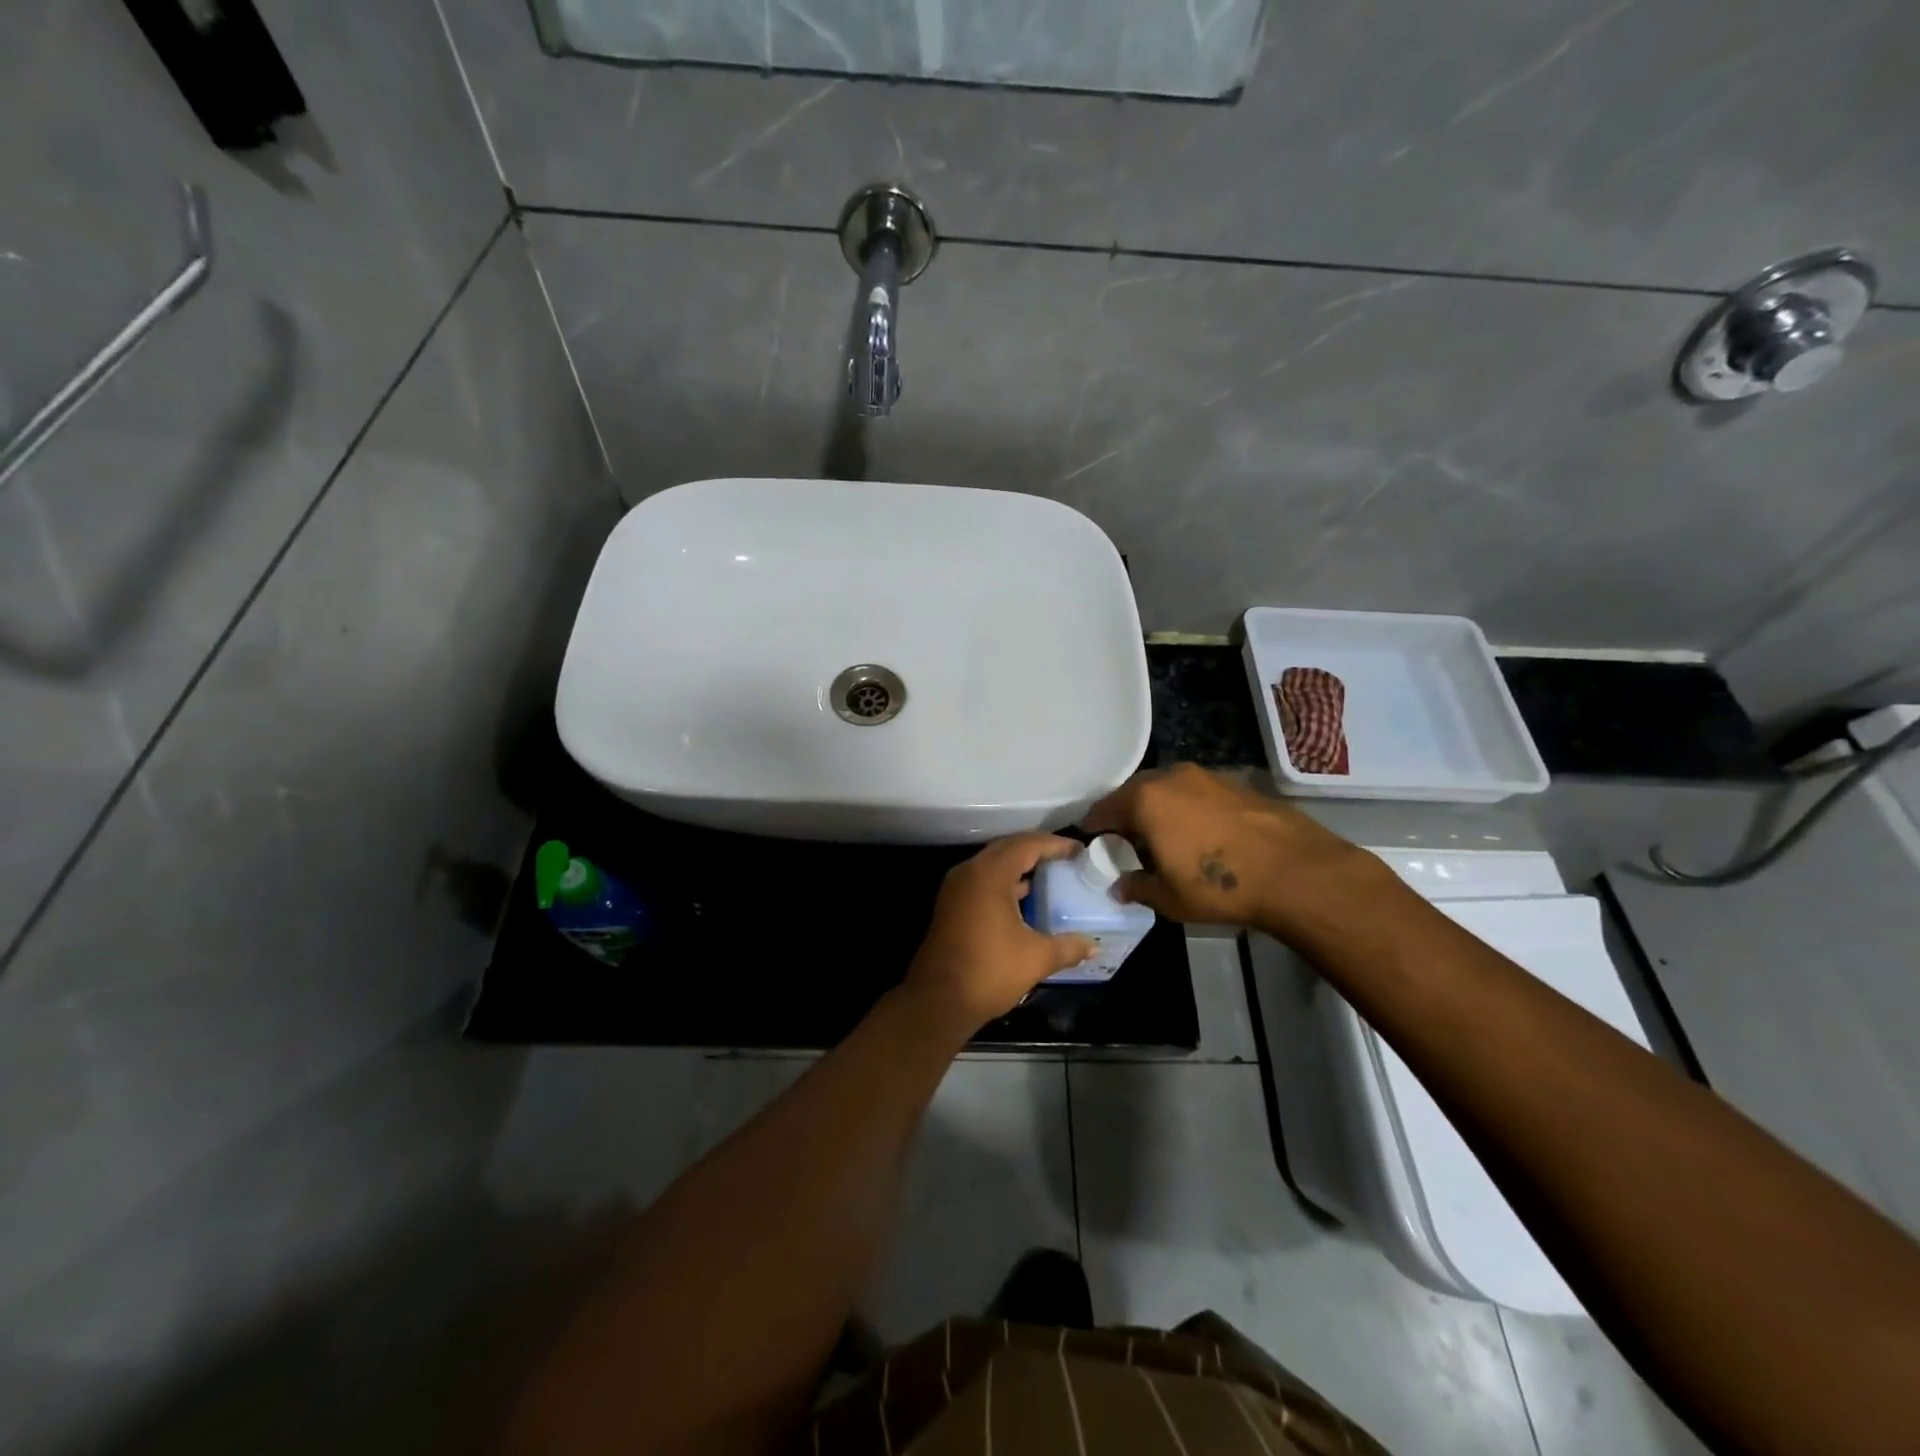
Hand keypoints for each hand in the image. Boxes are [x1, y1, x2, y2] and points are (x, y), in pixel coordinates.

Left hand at [904, 834, 1095, 1030]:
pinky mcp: (951, 905)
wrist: (938, 1000)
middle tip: (1066, 858)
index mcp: (989, 875)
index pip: (1026, 845)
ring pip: (993, 865)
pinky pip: (983, 881)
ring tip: (1051, 876)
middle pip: (1008, 848)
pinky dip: (1006, 882)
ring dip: (1020, 866)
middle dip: (1037, 850)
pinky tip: (1025, 899)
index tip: (1079, 850)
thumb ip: (1068, 947)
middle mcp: (969, 873)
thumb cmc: (988, 972)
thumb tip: (1093, 945)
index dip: (1054, 844)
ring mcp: (957, 888)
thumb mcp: (1036, 958)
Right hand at [1081, 764, 1385, 939]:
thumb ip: (1136, 887)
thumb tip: (1120, 886)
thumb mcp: (1168, 898)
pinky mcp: (1234, 781)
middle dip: (1126, 816)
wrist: (1296, 871)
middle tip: (1127, 843)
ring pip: (1166, 789)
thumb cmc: (1220, 886)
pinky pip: (1195, 792)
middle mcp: (1170, 777)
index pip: (1103, 809)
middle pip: (1134, 793)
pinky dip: (1188, 808)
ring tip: (1165, 838)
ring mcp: (1205, 775)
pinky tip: (1201, 834)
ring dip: (1159, 809)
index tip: (1093, 845)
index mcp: (1144, 799)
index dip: (1094, 829)